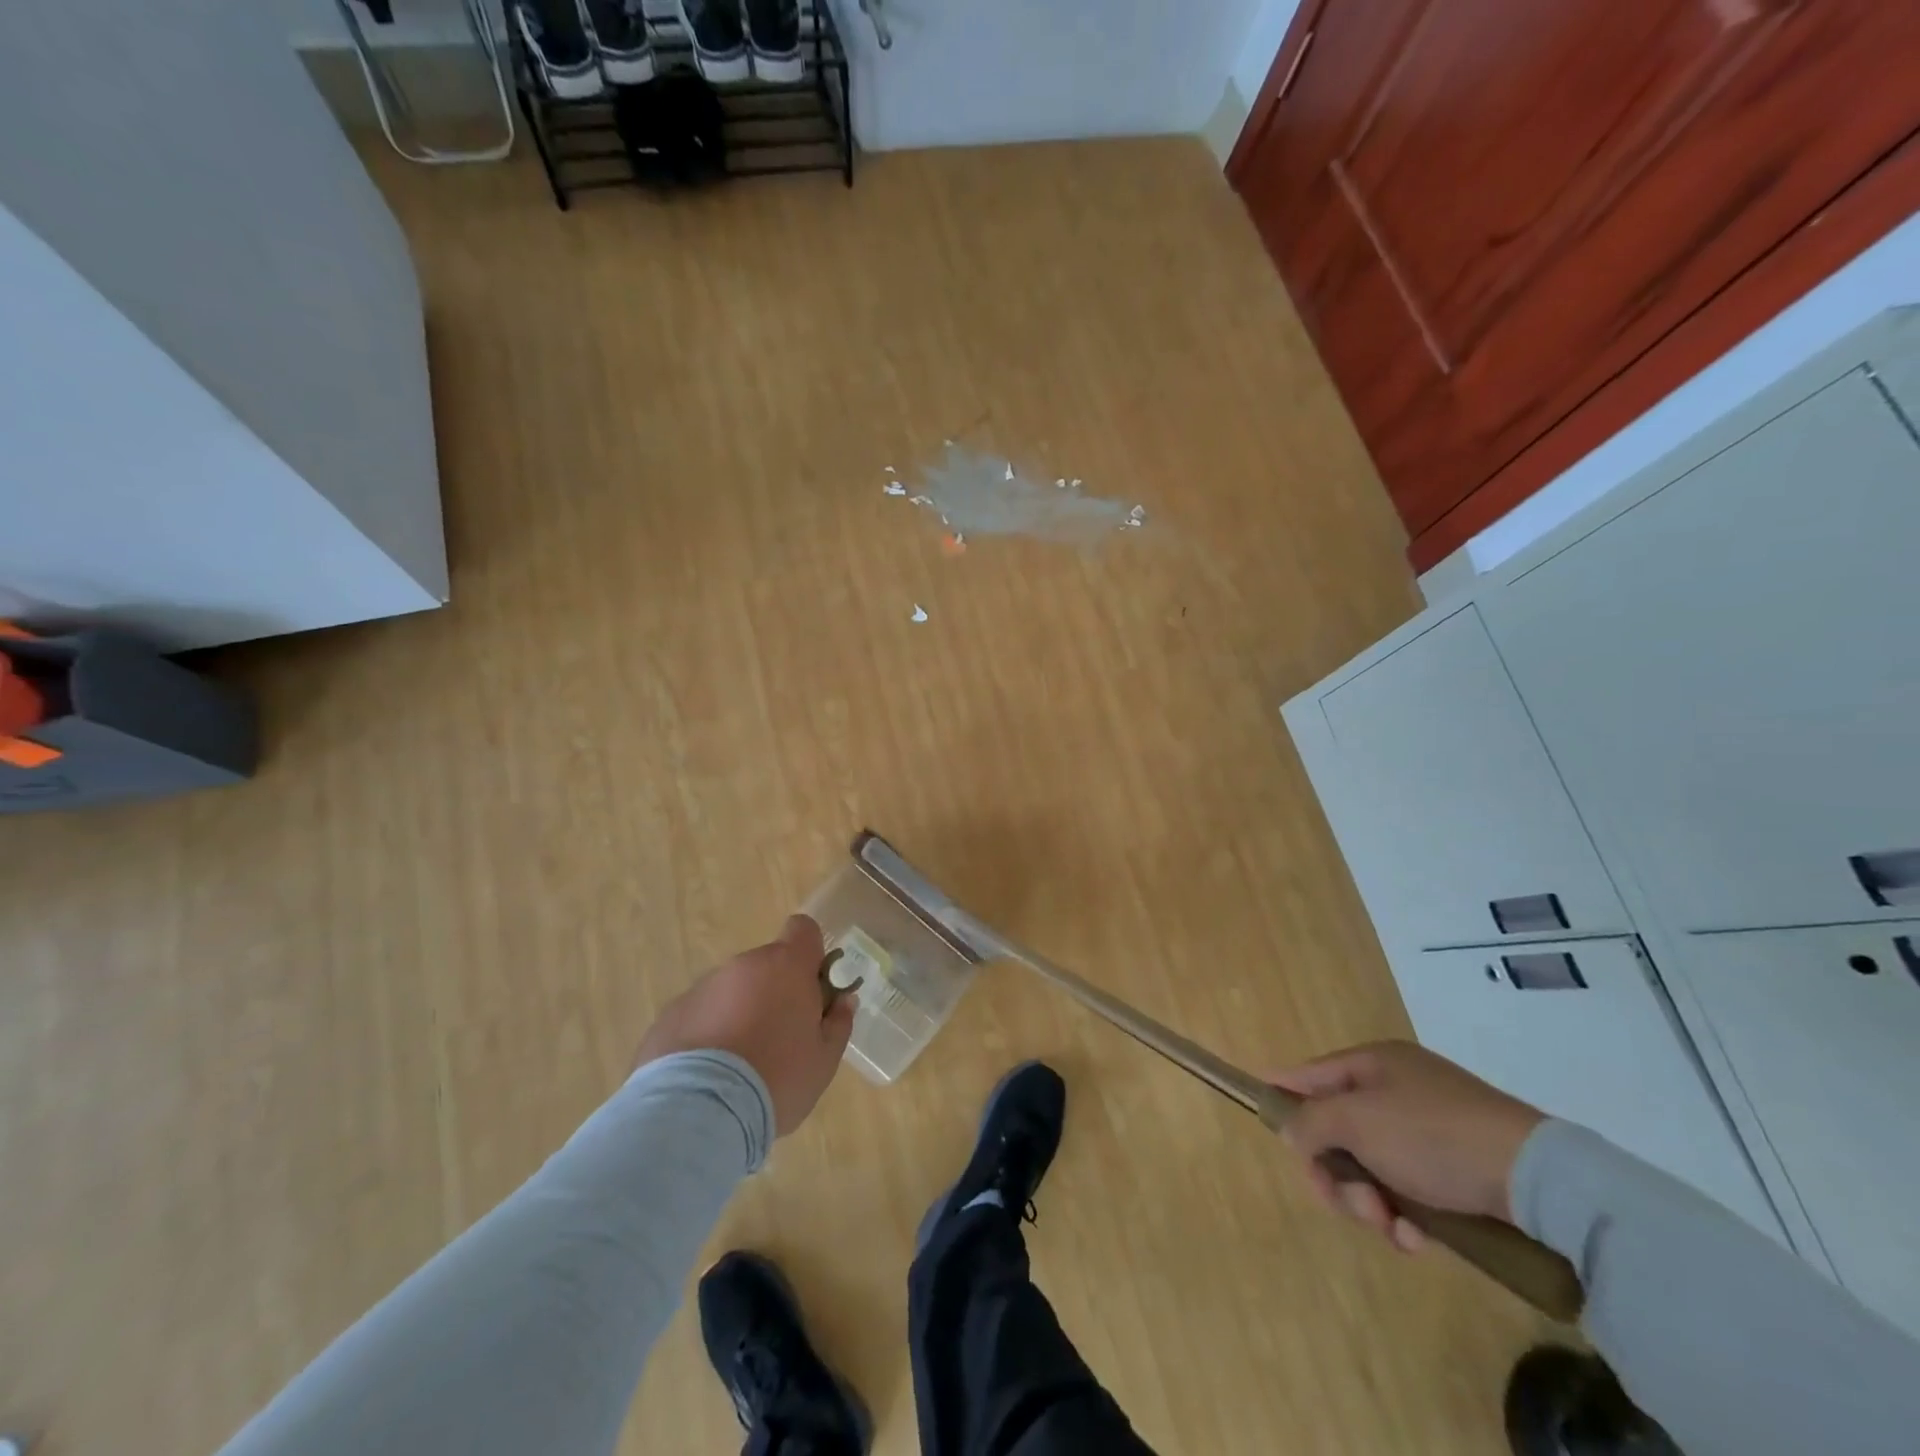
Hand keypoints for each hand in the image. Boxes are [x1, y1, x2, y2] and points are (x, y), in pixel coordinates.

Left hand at [634, 915, 854, 1135]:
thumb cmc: (777, 1079)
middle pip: (767, 966)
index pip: (803, 930)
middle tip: (779, 1039)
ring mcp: (702, 988)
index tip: (812, 988)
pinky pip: (700, 1016)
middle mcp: (743, 966)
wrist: (699, 1112)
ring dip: (739, 1014)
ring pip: (731, 991)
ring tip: (739, 1066)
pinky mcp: (670, 1015)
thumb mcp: (824, 1060)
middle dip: (774, 992)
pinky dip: (707, 1035)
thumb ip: (837, 1023)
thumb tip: (843, 1001)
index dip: (810, 954)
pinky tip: (707, 1077)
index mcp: (786, 966)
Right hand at [1269, 1040, 1543, 1252]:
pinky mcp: (1455, 1169)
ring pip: (1370, 1167)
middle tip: (1351, 1205)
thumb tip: (1288, 1130)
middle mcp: (1396, 1089)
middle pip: (1337, 1131)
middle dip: (1337, 1174)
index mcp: (1372, 1063)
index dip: (1283, 1093)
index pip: (1309, 1075)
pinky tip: (1418, 1240)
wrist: (1537, 1179)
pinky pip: (1408, 1190)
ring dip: (1371, 1203)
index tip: (1262, 1117)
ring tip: (1393, 1228)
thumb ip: (1309, 1122)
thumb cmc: (1431, 1134)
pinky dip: (1405, 1216)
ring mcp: (1427, 1129)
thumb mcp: (1356, 1121)